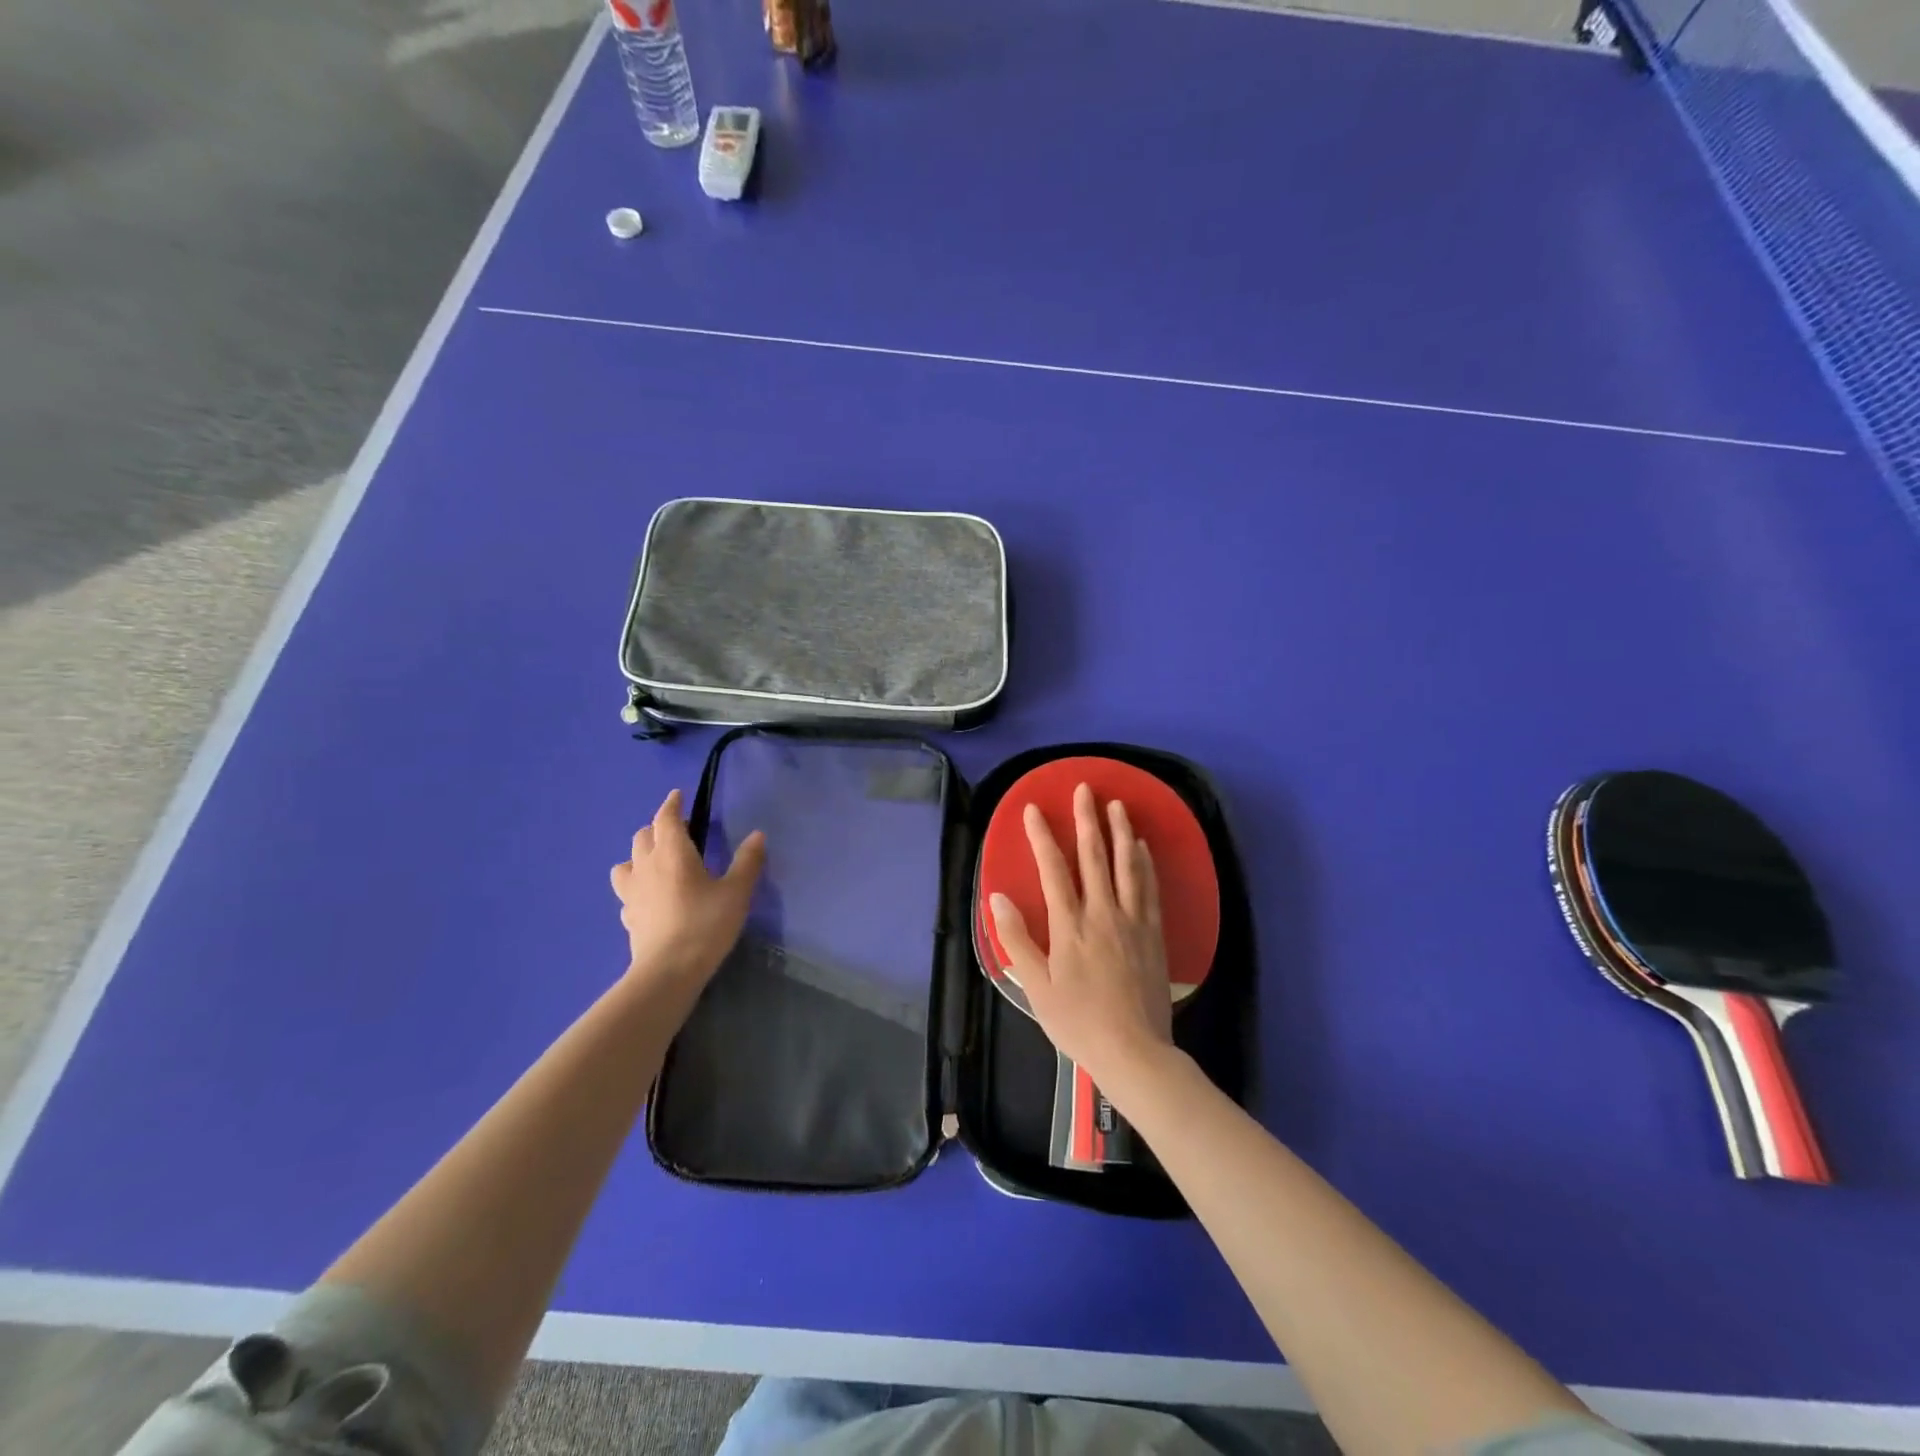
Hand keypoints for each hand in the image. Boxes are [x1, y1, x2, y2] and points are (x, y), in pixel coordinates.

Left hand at [611, 789, 765, 984]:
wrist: (668, 971)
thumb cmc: (705, 924)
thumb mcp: (737, 892)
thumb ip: (747, 861)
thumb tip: (757, 835)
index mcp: (672, 852)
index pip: (665, 818)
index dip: (672, 804)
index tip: (677, 796)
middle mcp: (646, 866)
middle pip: (643, 836)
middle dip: (658, 828)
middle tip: (677, 832)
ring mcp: (631, 892)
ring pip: (626, 862)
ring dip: (639, 855)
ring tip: (656, 863)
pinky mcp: (627, 916)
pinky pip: (627, 891)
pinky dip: (637, 886)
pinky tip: (649, 898)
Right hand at [988, 783, 1175, 1096]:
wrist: (1134, 1051)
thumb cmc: (1077, 1022)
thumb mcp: (1036, 986)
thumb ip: (1017, 939)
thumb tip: (998, 896)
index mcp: (1070, 926)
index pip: (1053, 870)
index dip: (1042, 837)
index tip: (1034, 809)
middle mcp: (1102, 914)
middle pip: (1094, 857)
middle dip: (1087, 820)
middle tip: (1085, 788)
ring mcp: (1132, 922)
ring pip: (1127, 867)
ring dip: (1121, 832)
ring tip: (1118, 805)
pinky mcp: (1153, 934)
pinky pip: (1150, 889)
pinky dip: (1145, 864)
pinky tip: (1143, 848)